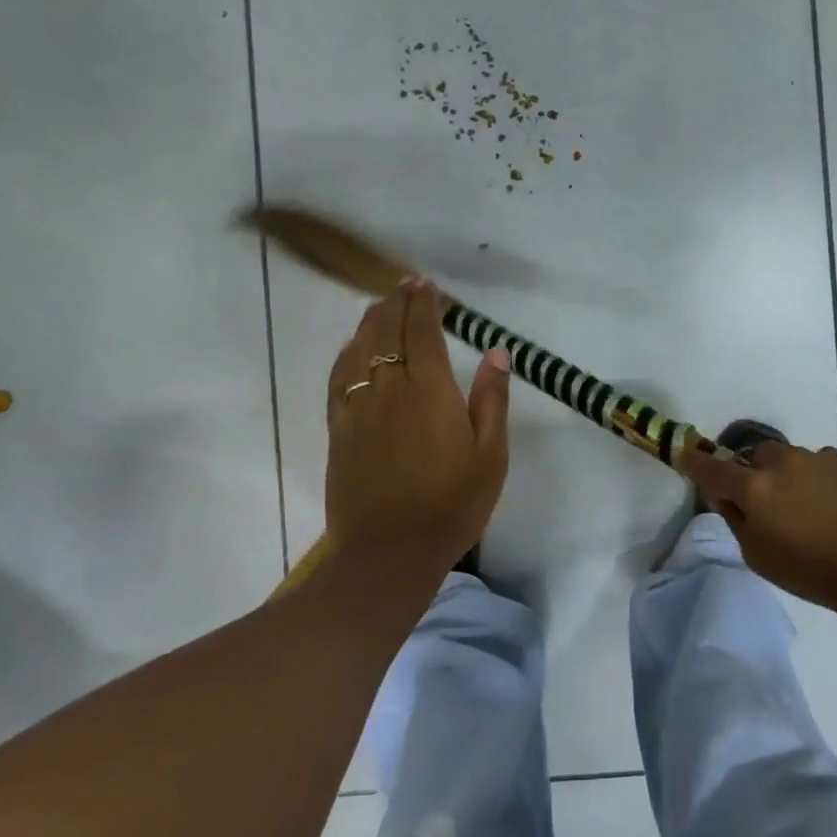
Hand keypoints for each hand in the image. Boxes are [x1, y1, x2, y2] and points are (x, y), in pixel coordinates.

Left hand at [324, 278, 510, 570]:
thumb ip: (492, 398)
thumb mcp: (490, 455)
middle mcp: (390, 389)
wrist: (389, 553)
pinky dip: (345, 357)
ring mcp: (359, 409)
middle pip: (387, 333)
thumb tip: (497, 351)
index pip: (423, 332)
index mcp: (430, 391)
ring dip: (369, 323)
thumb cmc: (452, 504)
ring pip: (359, 351)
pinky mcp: (339, 431)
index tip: (424, 283)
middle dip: (395, 304)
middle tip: (402, 285)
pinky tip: (350, 350)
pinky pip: (339, 380)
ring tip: (378, 306)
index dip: (423, 303)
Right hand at [679, 440, 836, 623]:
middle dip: (756, 474)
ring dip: (794, 478)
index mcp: (756, 485)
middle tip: (768, 504)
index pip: (712, 467)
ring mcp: (824, 458)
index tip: (684, 454)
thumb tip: (727, 497)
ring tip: (812, 511)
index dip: (694, 461)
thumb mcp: (760, 557)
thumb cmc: (813, 571)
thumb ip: (737, 520)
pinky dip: (825, 484)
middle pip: (758, 457)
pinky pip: (829, 469)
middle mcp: (786, 461)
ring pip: (796, 461)